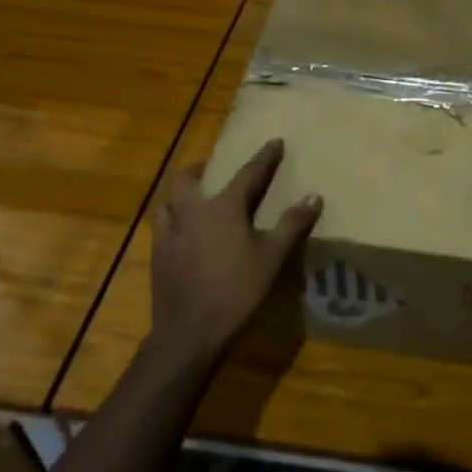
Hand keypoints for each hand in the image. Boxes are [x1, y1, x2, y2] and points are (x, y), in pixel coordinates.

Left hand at [150, 138, 321, 368]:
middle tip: (211, 170)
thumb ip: (291, 224)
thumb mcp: (272, 257)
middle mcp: (191, 212)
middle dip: (200, 169)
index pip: (248, 174)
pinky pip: (161, 228)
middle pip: (187, 179)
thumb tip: (314, 196)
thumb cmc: (236, 290)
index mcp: (223, 208)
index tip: (274, 141)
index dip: (264, 157)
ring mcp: (169, 234)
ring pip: (167, 203)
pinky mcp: (157, 256)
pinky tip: (182, 236)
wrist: (189, 331)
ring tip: (192, 203)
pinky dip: (172, 223)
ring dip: (180, 197)